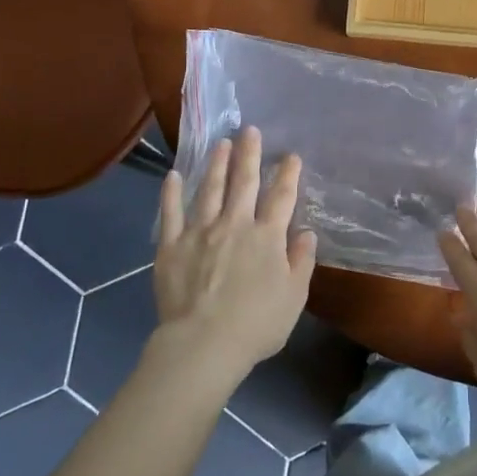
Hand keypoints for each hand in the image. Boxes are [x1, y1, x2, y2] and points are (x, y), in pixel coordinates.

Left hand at [154, 127, 316, 382]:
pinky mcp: (171, 246)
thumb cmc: (256, 324)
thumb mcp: (294, 296)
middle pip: (244, 182)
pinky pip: (170, 213)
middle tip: (250, 131)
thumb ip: (301, 261)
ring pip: (209, 189)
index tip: (291, 156)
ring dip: (216, 164)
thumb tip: (306, 233)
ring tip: (220, 143)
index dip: (288, 174)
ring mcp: (200, 232)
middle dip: (250, 155)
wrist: (204, 344)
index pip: (281, 197)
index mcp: (267, 237)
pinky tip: (173, 175)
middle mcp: (235, 224)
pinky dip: (171, 192)